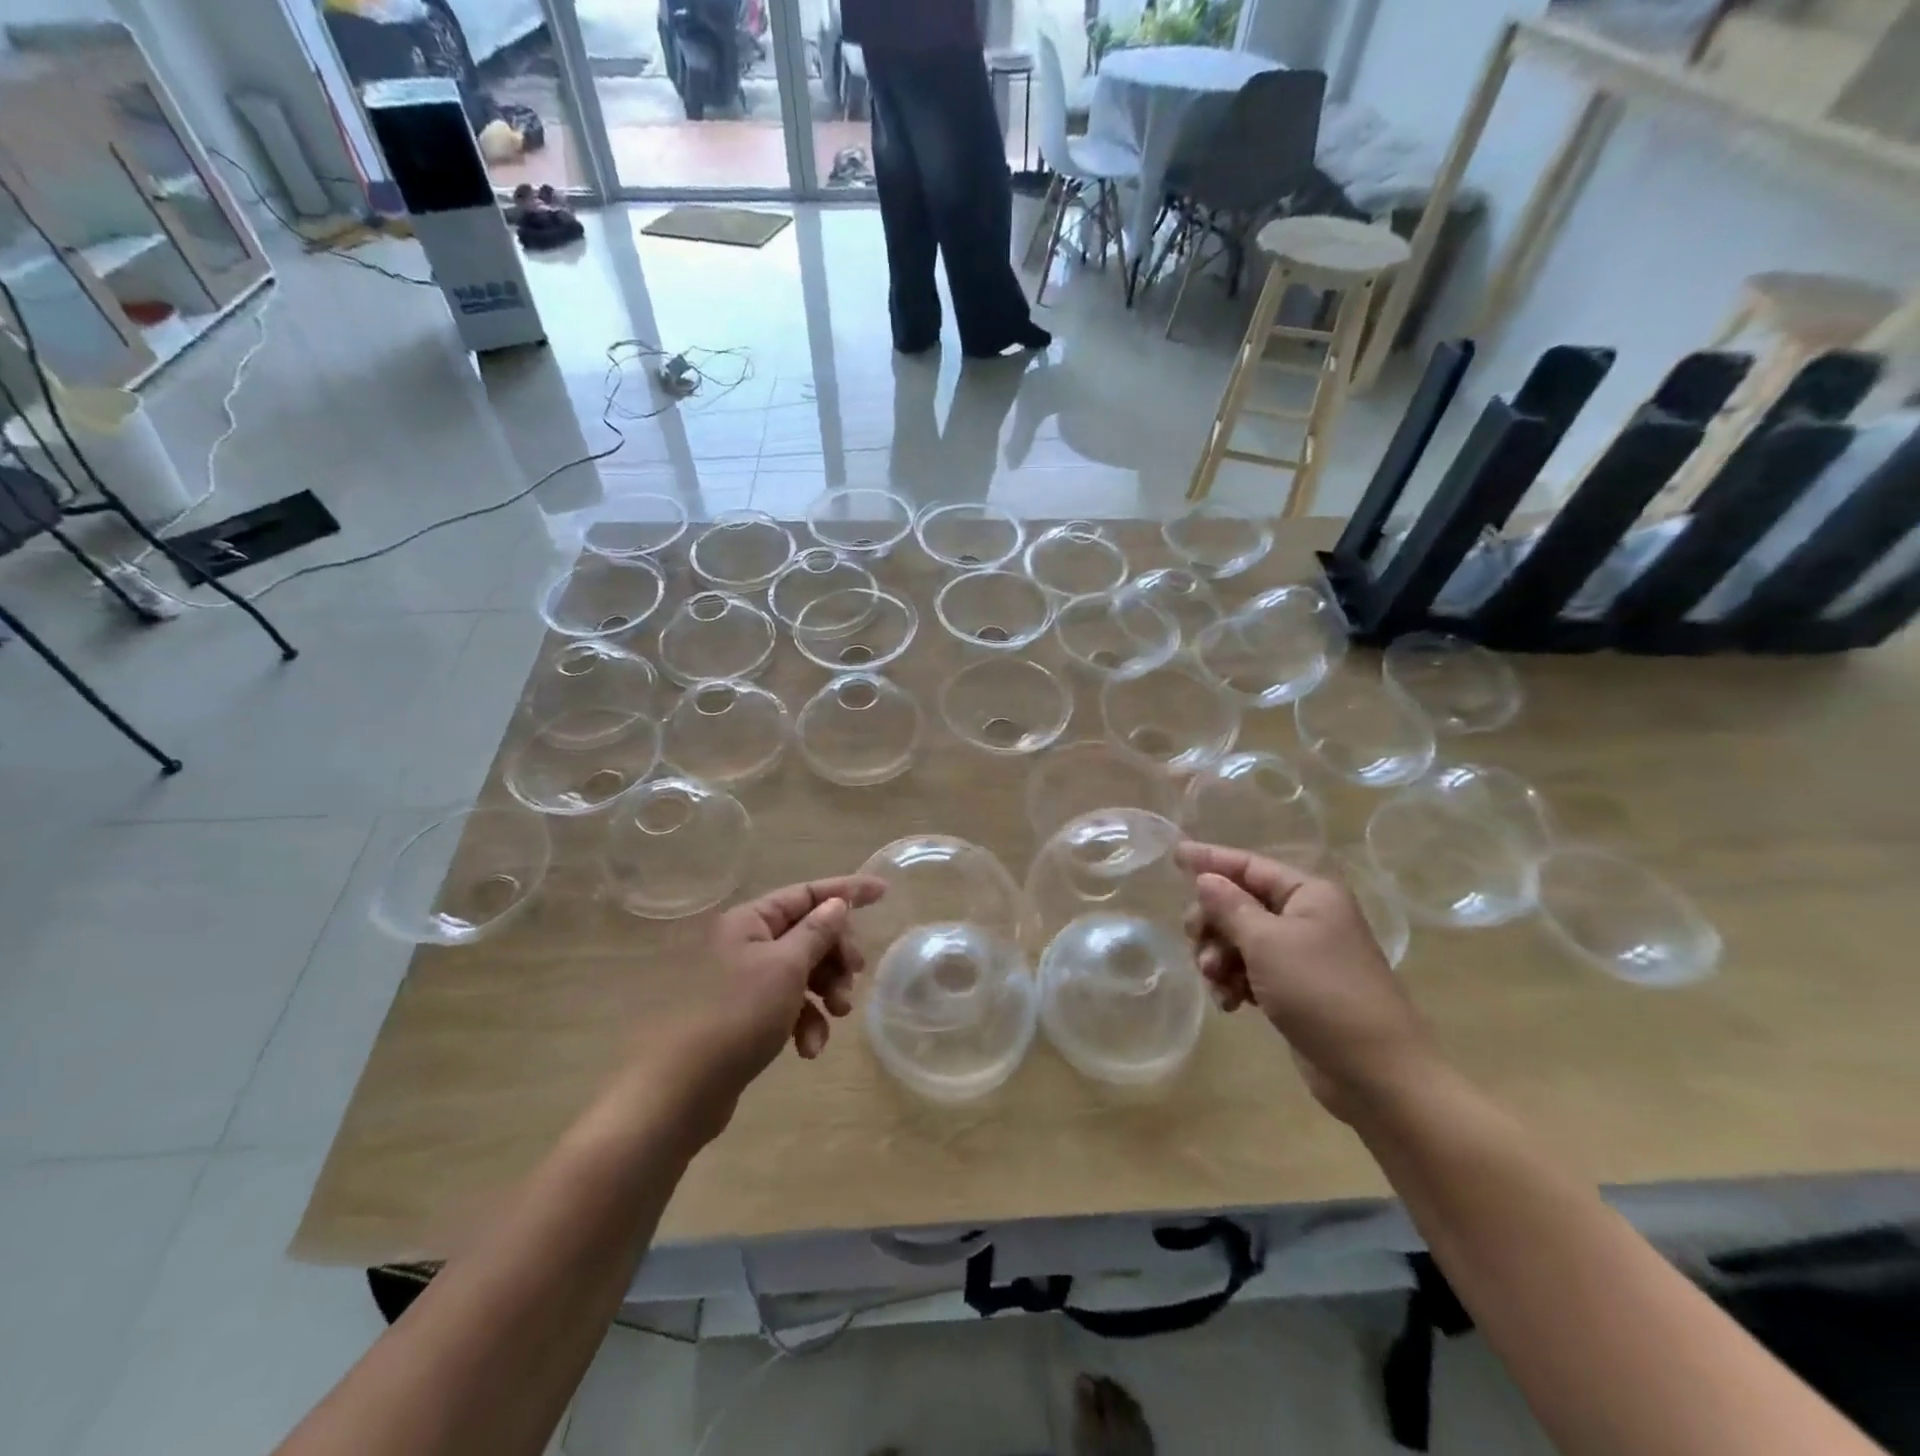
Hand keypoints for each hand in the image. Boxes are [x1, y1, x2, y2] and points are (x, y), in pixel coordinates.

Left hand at [707, 874, 886, 1080]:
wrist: (682, 1090)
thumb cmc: (737, 1015)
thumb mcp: (786, 967)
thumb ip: (817, 931)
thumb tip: (836, 903)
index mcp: (750, 920)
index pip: (807, 893)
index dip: (846, 891)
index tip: (883, 892)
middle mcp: (745, 942)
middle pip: (808, 933)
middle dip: (836, 956)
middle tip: (855, 976)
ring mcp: (744, 979)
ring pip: (803, 971)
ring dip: (826, 992)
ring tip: (838, 1016)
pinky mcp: (745, 1015)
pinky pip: (788, 1004)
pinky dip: (805, 1021)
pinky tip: (808, 1049)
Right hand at [1177, 843, 1439, 1118]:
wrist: (1376, 1074)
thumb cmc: (1322, 994)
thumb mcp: (1267, 943)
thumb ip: (1230, 906)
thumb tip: (1204, 878)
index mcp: (1309, 894)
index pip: (1249, 865)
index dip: (1210, 860)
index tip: (1173, 854)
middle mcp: (1306, 916)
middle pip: (1239, 903)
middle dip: (1213, 924)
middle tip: (1197, 944)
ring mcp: (1301, 954)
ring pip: (1240, 939)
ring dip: (1220, 957)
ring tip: (1216, 983)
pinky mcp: (1295, 988)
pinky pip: (1250, 970)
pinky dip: (1234, 981)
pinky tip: (1229, 1003)